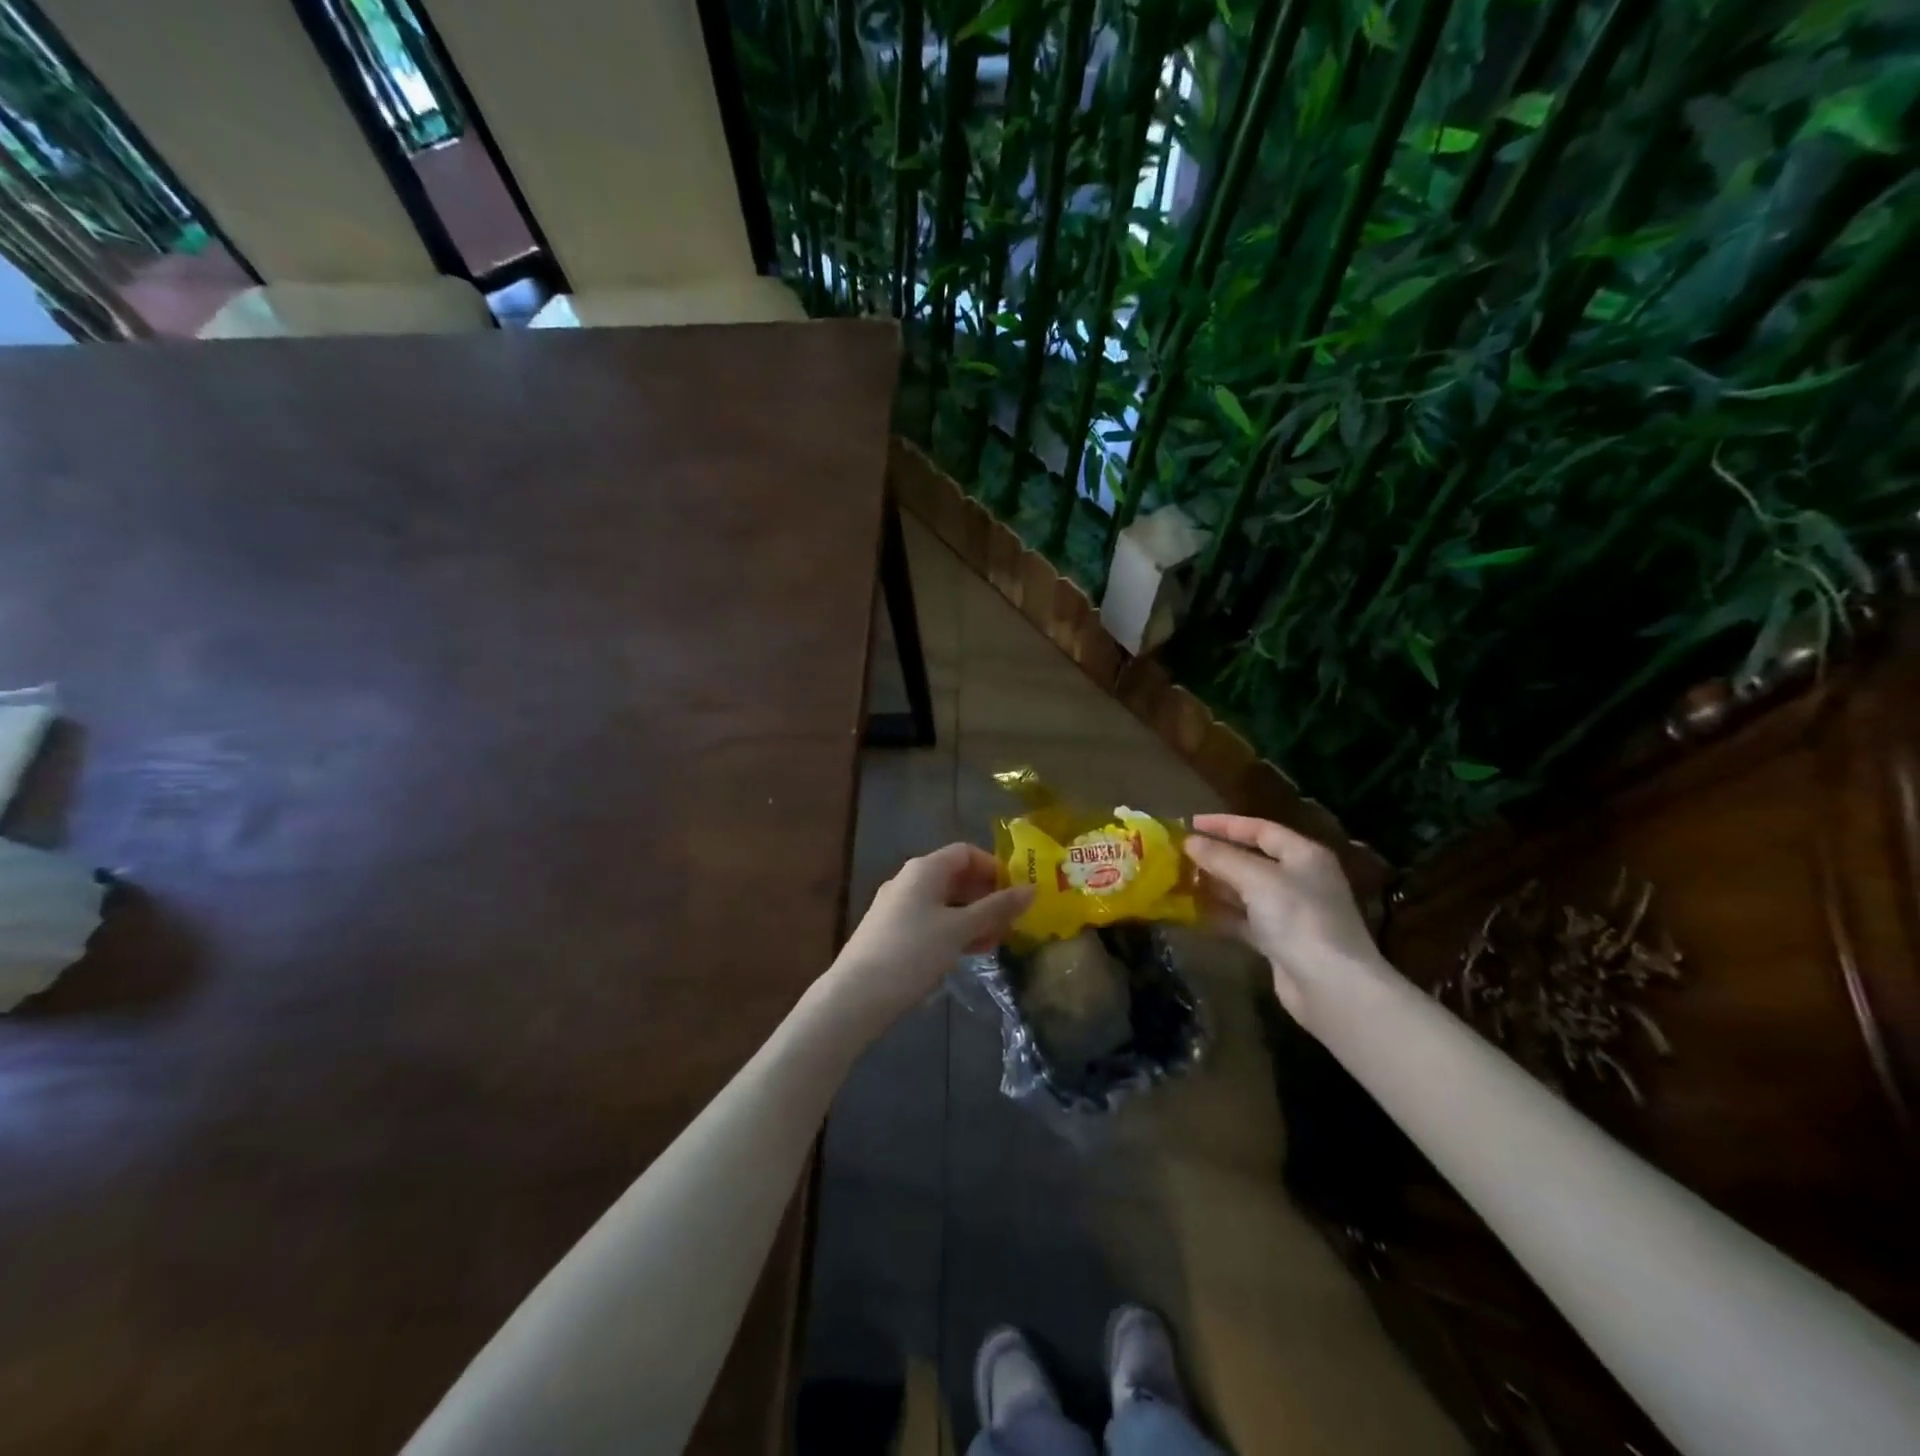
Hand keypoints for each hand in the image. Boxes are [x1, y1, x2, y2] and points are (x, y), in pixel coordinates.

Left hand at [825, 843, 1032, 1028]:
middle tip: (1012, 922)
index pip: (966, 852)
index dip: (994, 867)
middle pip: (955, 877)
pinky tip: (968, 953)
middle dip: (986, 896)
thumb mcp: (960, 929)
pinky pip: (930, 921)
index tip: (1017, 892)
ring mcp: (897, 907)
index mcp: (924, 869)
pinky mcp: (891, 932)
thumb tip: (1032, 889)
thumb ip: (996, 908)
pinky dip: (953, 930)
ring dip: (972, 917)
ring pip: (944, 902)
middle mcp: (908, 880)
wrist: (856, 996)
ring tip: (995, 942)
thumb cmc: (913, 953)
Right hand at [1184, 814, 1380, 1018]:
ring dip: (1215, 886)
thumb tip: (1189, 841)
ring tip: (1179, 880)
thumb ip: (1221, 857)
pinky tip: (1194, 913)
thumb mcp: (1256, 879)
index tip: (1190, 824)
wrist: (1331, 986)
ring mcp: (1291, 912)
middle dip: (1216, 856)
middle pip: (1252, 859)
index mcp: (1304, 855)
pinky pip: (1245, 920)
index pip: (1261, 829)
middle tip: (1179, 854)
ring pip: (1246, 891)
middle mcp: (1300, 879)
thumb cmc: (1298, 918)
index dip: (1225, 824)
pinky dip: (1222, 915)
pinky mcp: (1280, 942)